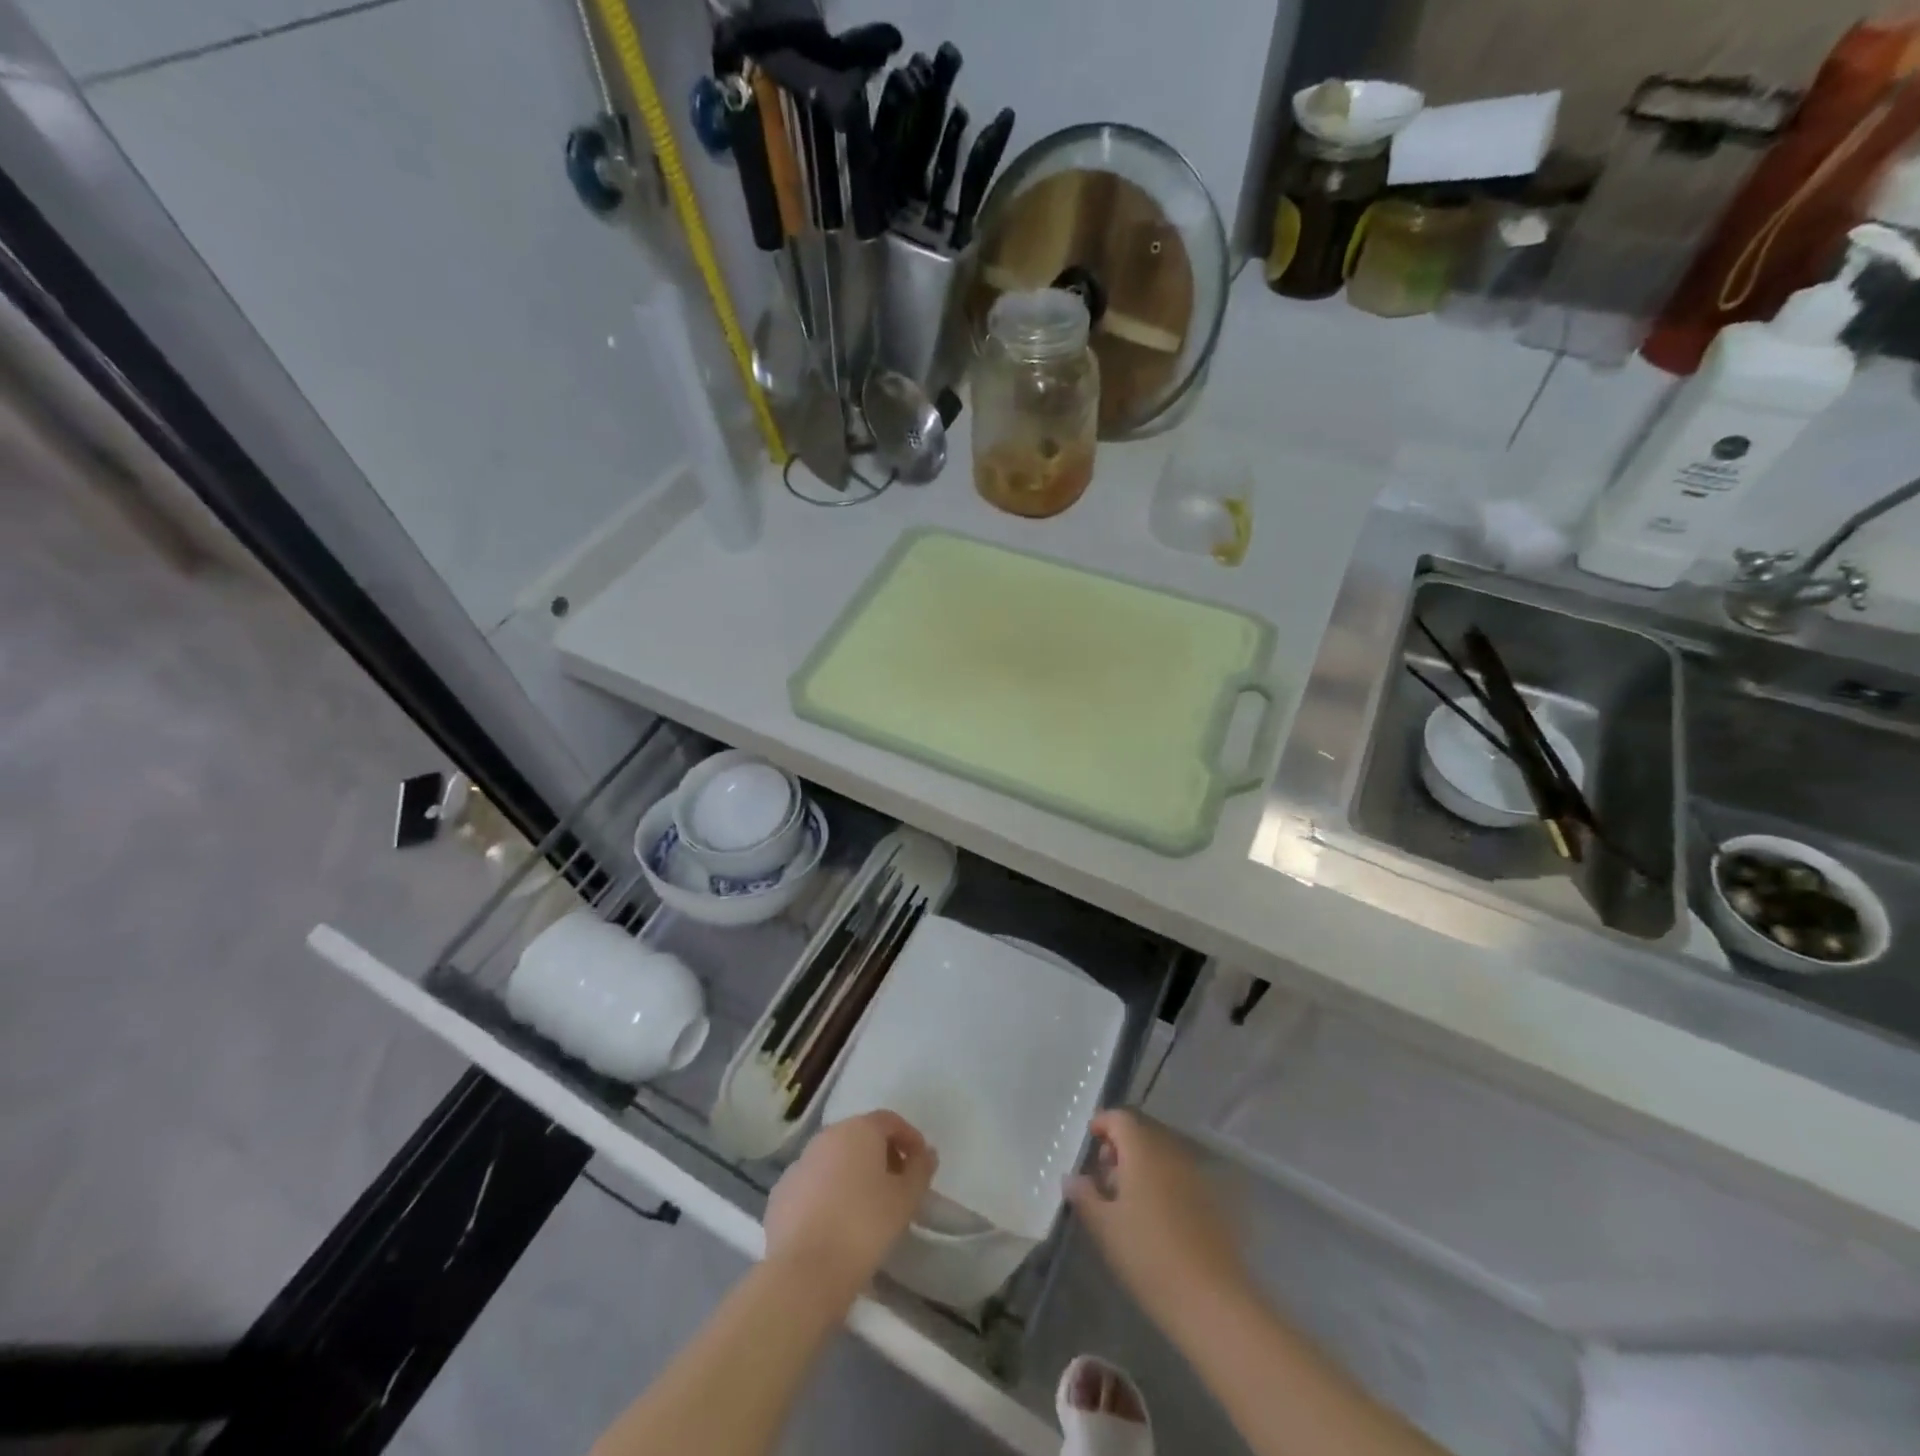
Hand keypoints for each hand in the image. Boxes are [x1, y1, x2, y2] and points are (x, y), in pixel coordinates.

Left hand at [765, 1110, 936, 1297]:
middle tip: (897, 1186)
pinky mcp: (780, 1194)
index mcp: (858, 1130)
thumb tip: (926, 1154)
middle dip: (881, 1156)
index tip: (920, 1164)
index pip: (889, 1120)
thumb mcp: (905, 1199)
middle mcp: (826, 1137)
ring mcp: (799, 1164)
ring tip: (867, 1208)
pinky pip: (813, 1184)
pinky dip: (828, 1194)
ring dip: (853, 1174)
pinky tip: (836, 1224)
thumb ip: (920, 1170)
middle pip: (860, 1136)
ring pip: (834, 1160)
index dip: (909, 1138)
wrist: (804, 1273)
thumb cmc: (864, 1227)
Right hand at [1067, 1109, 1246, 1334]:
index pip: (1120, 1118)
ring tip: (1125, 1202)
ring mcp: (1195, 1176)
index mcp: (1143, 1151)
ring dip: (1141, 1167)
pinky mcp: (1211, 1202)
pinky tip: (1154, 1219)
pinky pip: (1178, 1177)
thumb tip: (1071, 1178)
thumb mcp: (1105, 1228)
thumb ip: (1084, 1196)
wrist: (1212, 1302)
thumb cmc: (1149, 1257)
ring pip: (1161, 1156)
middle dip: (1120, 1148)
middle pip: (1142, 1134)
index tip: (1089, 1143)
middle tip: (1103, 1179)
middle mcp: (1171, 1153)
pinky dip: (1161, 1184)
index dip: (1102, 1124)